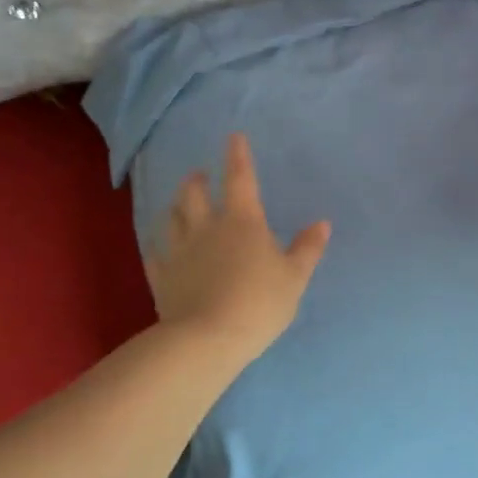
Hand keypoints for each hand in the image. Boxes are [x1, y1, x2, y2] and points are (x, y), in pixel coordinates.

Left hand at [146, 133, 330, 360]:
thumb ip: (307, 249)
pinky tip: (160, 248)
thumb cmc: (259, 303)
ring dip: (176, 207)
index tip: (234, 136)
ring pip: (171, 219)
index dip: (238, 155)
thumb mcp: (294, 277)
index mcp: (242, 221)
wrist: (207, 340)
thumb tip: (322, 223)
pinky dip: (159, 247)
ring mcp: (179, 252)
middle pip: (194, 194)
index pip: (240, 178)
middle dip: (197, 180)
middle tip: (199, 175)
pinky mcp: (161, 278)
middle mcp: (206, 228)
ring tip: (180, 205)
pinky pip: (156, 255)